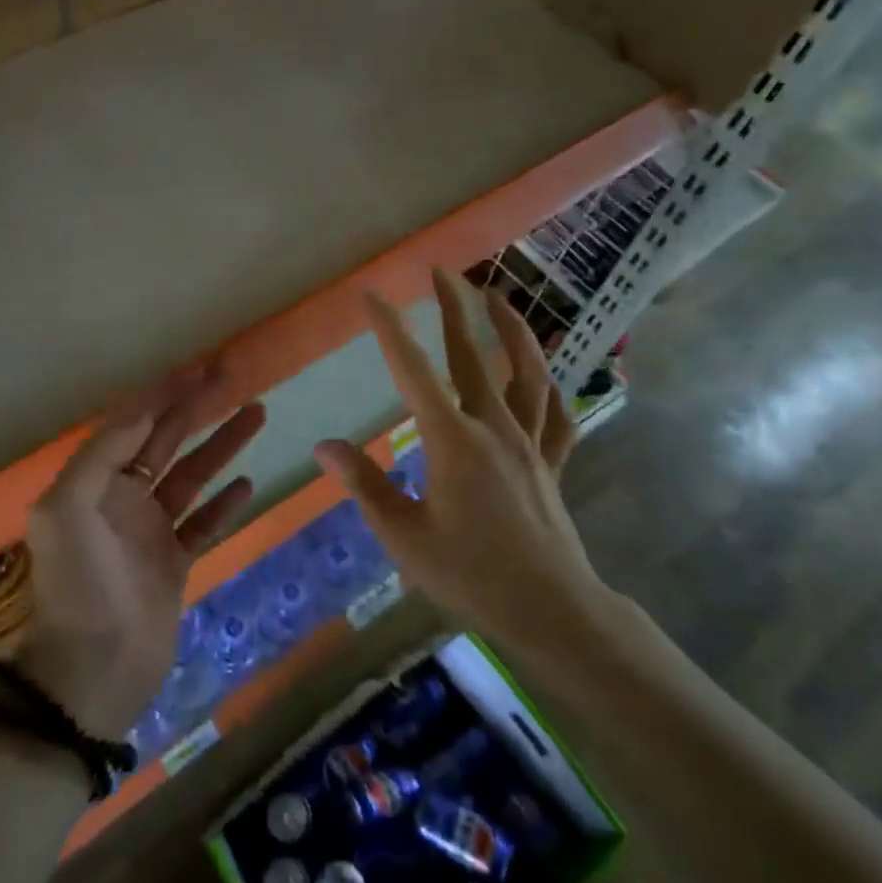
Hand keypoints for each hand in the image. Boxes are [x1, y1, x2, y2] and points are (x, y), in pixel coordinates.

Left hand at [17, 368, 265, 740]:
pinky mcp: (173, 564)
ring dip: (221, 445)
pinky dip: (224, 503)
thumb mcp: (68, 510)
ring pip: (192, 477)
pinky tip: (247, 482)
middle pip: (165, 442)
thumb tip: (141, 413)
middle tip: (233, 379)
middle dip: (196, 409)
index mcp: (92, 484)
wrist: (93, 671)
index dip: (162, 395)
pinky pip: (203, 523)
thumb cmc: (78, 586)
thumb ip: (101, 455)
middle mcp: (120, 500)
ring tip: (257, 414)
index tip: (197, 371)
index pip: (132, 425)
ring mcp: (149, 532)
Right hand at [314, 269, 604, 656]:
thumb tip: (326, 446)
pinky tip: (542, 371)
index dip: (391, 329)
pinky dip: (549, 386)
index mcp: (451, 441)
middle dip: (454, 309)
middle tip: (440, 272)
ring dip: (512, 330)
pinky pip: (555, 415)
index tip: (373, 295)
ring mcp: (529, 442)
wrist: (551, 610)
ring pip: (526, 373)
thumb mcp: (404, 536)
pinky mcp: (552, 462)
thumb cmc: (471, 575)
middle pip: (471, 357)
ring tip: (498, 298)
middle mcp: (493, 428)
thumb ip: (364, 485)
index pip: (414, 371)